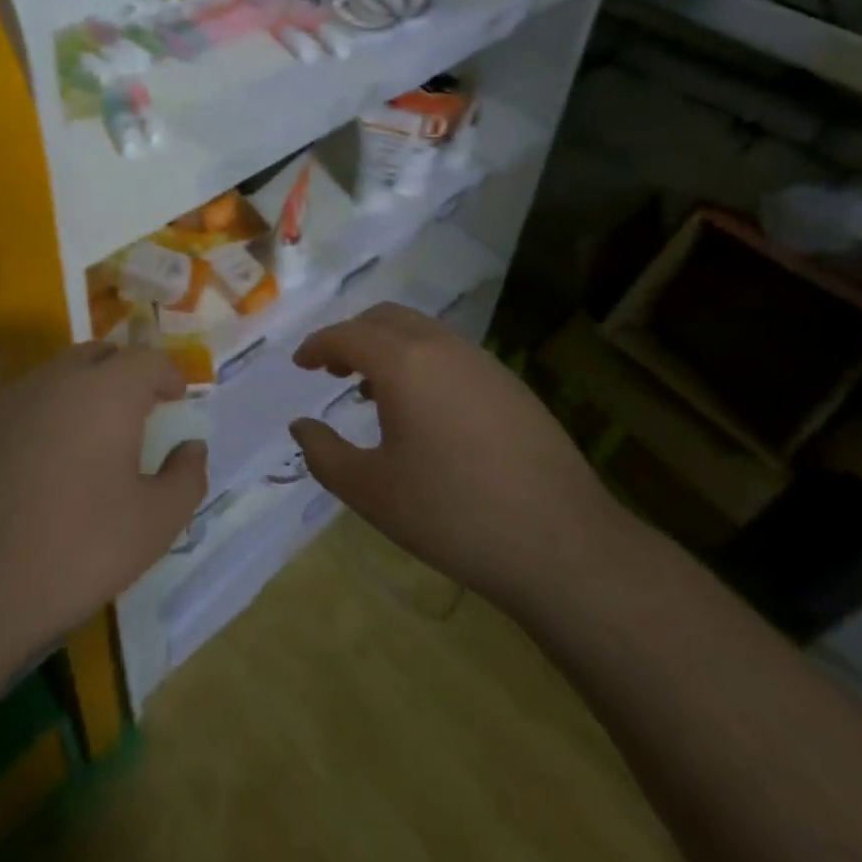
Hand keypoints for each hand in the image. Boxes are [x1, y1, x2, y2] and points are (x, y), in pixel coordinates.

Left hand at [0, 344, 206, 689]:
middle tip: (139, 410)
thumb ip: (186, 479)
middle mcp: (55, 380)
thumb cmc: (73, 550)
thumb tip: (192, 448)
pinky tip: (41, 463)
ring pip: (55, 376)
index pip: (147, 360)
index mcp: (106, 392)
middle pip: (98, 355)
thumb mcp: (153, 525)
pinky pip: (21, 405)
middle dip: (125, 373)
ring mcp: (6, 401)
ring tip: (91, 437)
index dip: (168, 373)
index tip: (178, 397)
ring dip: (81, 392)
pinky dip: (43, 417)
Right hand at [289, 304, 613, 599]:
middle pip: (386, 318)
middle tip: (333, 370)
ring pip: (423, 332)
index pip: (347, 335)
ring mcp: (483, 362)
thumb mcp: (371, 491)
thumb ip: (324, 454)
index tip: (300, 364)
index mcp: (404, 363)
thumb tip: (302, 426)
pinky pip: (452, 354)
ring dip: (389, 348)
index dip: (317, 345)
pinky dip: (422, 362)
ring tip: (374, 392)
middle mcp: (443, 347)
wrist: (560, 543)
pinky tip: (424, 410)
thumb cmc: (451, 514)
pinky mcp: (511, 385)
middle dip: (352, 336)